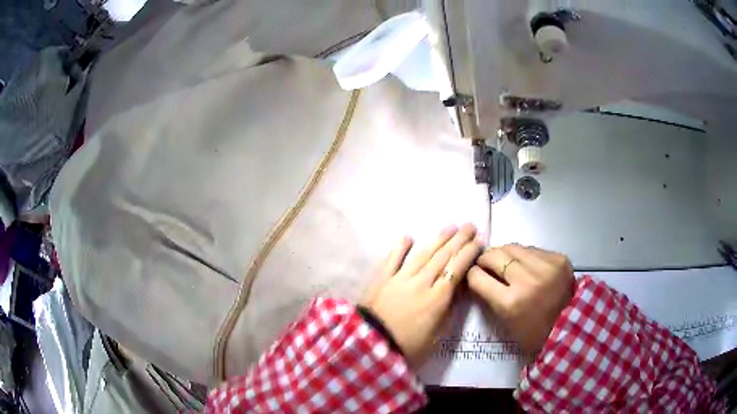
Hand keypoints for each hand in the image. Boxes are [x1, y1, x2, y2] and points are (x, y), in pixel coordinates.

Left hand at [362, 223, 482, 367]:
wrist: (371, 347)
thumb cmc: (408, 347)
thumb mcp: (437, 336)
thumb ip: (448, 311)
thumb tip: (457, 290)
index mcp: (437, 298)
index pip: (457, 269)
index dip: (469, 253)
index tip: (479, 240)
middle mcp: (421, 282)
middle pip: (443, 256)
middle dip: (459, 239)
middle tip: (470, 226)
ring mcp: (399, 278)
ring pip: (422, 253)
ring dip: (438, 239)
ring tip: (450, 227)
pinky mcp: (381, 279)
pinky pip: (392, 259)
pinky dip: (400, 247)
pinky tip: (408, 236)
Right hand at [467, 245, 574, 356]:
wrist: (570, 327)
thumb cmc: (533, 333)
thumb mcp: (505, 322)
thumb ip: (491, 297)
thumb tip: (479, 274)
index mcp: (511, 303)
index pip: (478, 277)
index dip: (472, 274)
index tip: (473, 274)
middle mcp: (527, 280)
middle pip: (495, 256)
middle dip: (485, 259)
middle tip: (486, 264)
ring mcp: (546, 266)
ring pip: (513, 247)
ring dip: (505, 254)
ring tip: (505, 262)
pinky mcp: (558, 258)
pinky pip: (533, 249)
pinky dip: (525, 255)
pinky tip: (527, 265)